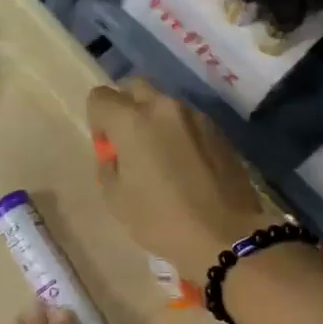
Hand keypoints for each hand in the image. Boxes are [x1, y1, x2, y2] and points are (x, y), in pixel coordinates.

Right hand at [88, 78, 265, 282]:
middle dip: (125, 107)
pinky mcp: (220, 131)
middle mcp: (165, 107)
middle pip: (135, 87)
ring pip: (165, 104)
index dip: (97, 121)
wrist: (225, 236)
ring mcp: (197, 116)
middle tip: (129, 144)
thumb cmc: (161, 220)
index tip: (107, 148)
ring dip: (155, 120)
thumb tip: (116, 153)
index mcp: (133, 121)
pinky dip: (180, 133)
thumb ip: (108, 165)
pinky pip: (189, 122)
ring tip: (161, 157)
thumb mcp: (116, 199)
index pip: (100, 97)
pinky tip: (186, 166)